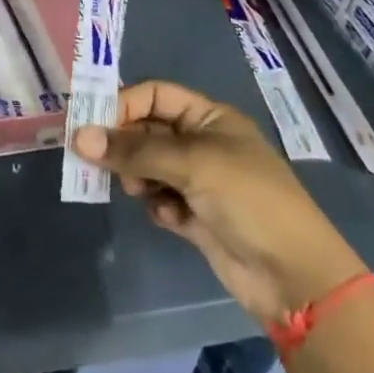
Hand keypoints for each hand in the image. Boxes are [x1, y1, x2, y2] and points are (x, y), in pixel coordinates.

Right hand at [73, 81, 367, 325]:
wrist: (295, 277)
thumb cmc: (249, 200)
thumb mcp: (191, 164)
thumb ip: (134, 150)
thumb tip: (78, 137)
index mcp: (210, 118)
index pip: (154, 95)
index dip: (122, 104)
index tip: (89, 123)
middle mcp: (203, 144)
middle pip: (147, 130)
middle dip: (122, 144)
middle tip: (94, 159)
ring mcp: (200, 182)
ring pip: (148, 166)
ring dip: (137, 176)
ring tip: (136, 190)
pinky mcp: (196, 217)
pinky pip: (160, 199)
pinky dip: (158, 205)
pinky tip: (168, 218)